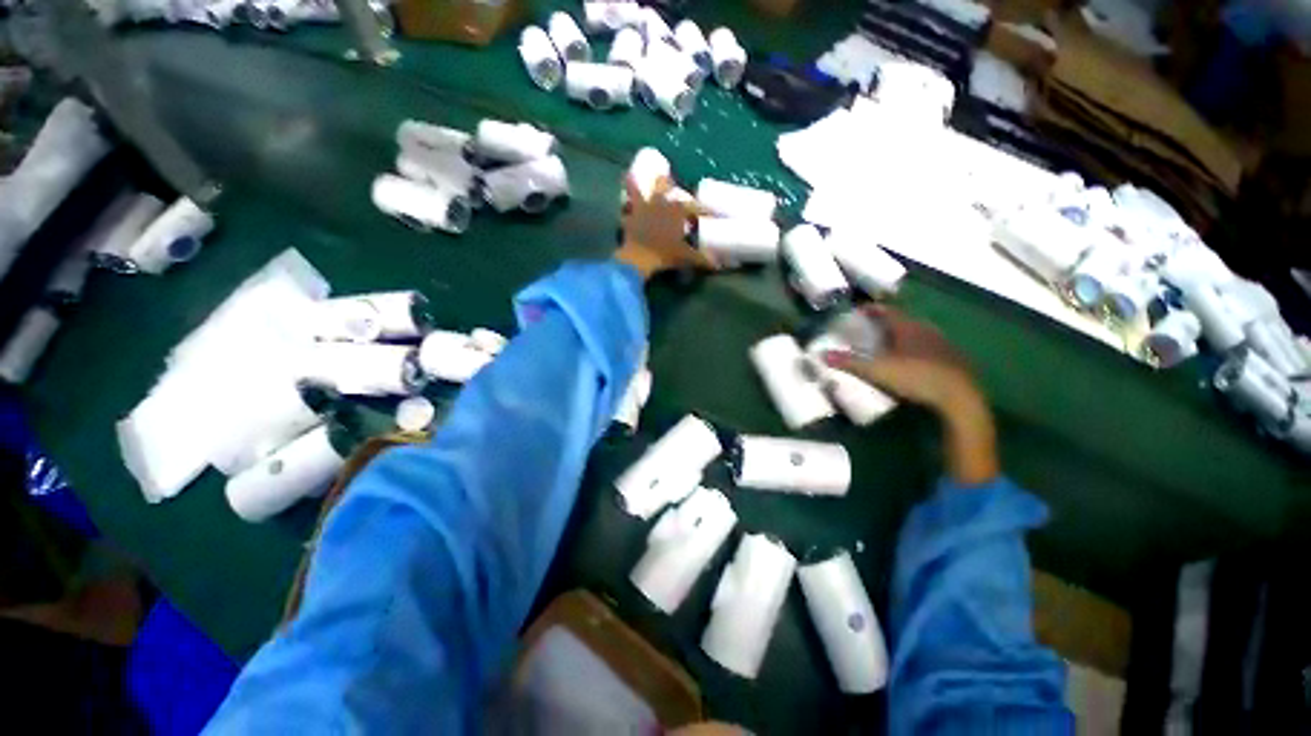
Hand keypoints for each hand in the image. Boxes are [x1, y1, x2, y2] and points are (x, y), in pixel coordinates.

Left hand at [615, 174, 715, 278]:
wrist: (639, 259)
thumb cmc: (665, 255)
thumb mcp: (686, 258)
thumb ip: (702, 259)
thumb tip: (717, 265)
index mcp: (677, 210)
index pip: (694, 205)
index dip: (702, 209)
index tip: (707, 213)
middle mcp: (660, 202)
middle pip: (664, 183)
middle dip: (668, 184)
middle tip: (672, 188)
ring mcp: (643, 206)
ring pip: (642, 187)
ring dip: (643, 184)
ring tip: (644, 182)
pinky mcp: (629, 215)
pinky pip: (626, 203)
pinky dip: (626, 201)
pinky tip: (626, 200)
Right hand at [822, 306, 977, 411]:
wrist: (959, 397)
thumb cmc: (915, 377)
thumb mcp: (876, 370)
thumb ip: (849, 362)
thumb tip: (821, 354)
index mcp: (907, 327)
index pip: (886, 311)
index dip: (872, 309)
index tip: (859, 311)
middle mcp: (925, 330)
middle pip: (902, 320)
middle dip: (885, 323)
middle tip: (870, 329)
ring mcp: (941, 344)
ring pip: (917, 333)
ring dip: (902, 335)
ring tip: (888, 344)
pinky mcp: (952, 359)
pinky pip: (929, 347)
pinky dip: (916, 349)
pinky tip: (912, 361)